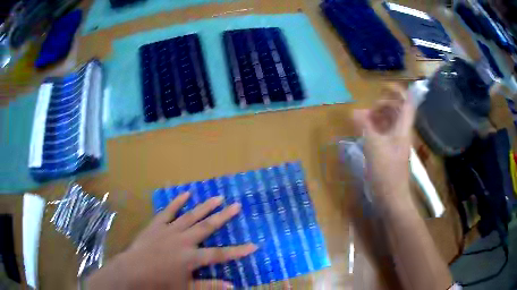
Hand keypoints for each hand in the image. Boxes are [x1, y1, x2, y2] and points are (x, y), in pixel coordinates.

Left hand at [86, 192, 256, 289]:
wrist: (133, 271)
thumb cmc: (160, 282)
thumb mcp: (186, 288)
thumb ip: (209, 286)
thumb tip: (231, 286)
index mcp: (191, 258)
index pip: (220, 255)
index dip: (238, 251)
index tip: (254, 245)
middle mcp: (184, 240)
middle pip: (207, 227)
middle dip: (223, 217)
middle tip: (236, 205)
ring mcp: (170, 230)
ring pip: (191, 216)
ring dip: (205, 206)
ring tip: (218, 197)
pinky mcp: (157, 225)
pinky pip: (169, 211)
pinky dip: (177, 202)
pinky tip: (186, 193)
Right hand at [352, 86, 415, 204]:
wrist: (392, 198)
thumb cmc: (386, 172)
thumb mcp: (373, 146)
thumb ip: (364, 126)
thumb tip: (354, 111)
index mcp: (403, 128)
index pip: (407, 103)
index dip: (398, 91)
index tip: (383, 87)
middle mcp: (402, 133)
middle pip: (397, 111)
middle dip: (384, 105)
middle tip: (368, 109)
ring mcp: (397, 143)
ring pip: (391, 123)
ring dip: (378, 118)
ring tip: (363, 120)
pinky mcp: (391, 153)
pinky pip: (385, 134)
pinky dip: (376, 129)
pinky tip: (366, 133)